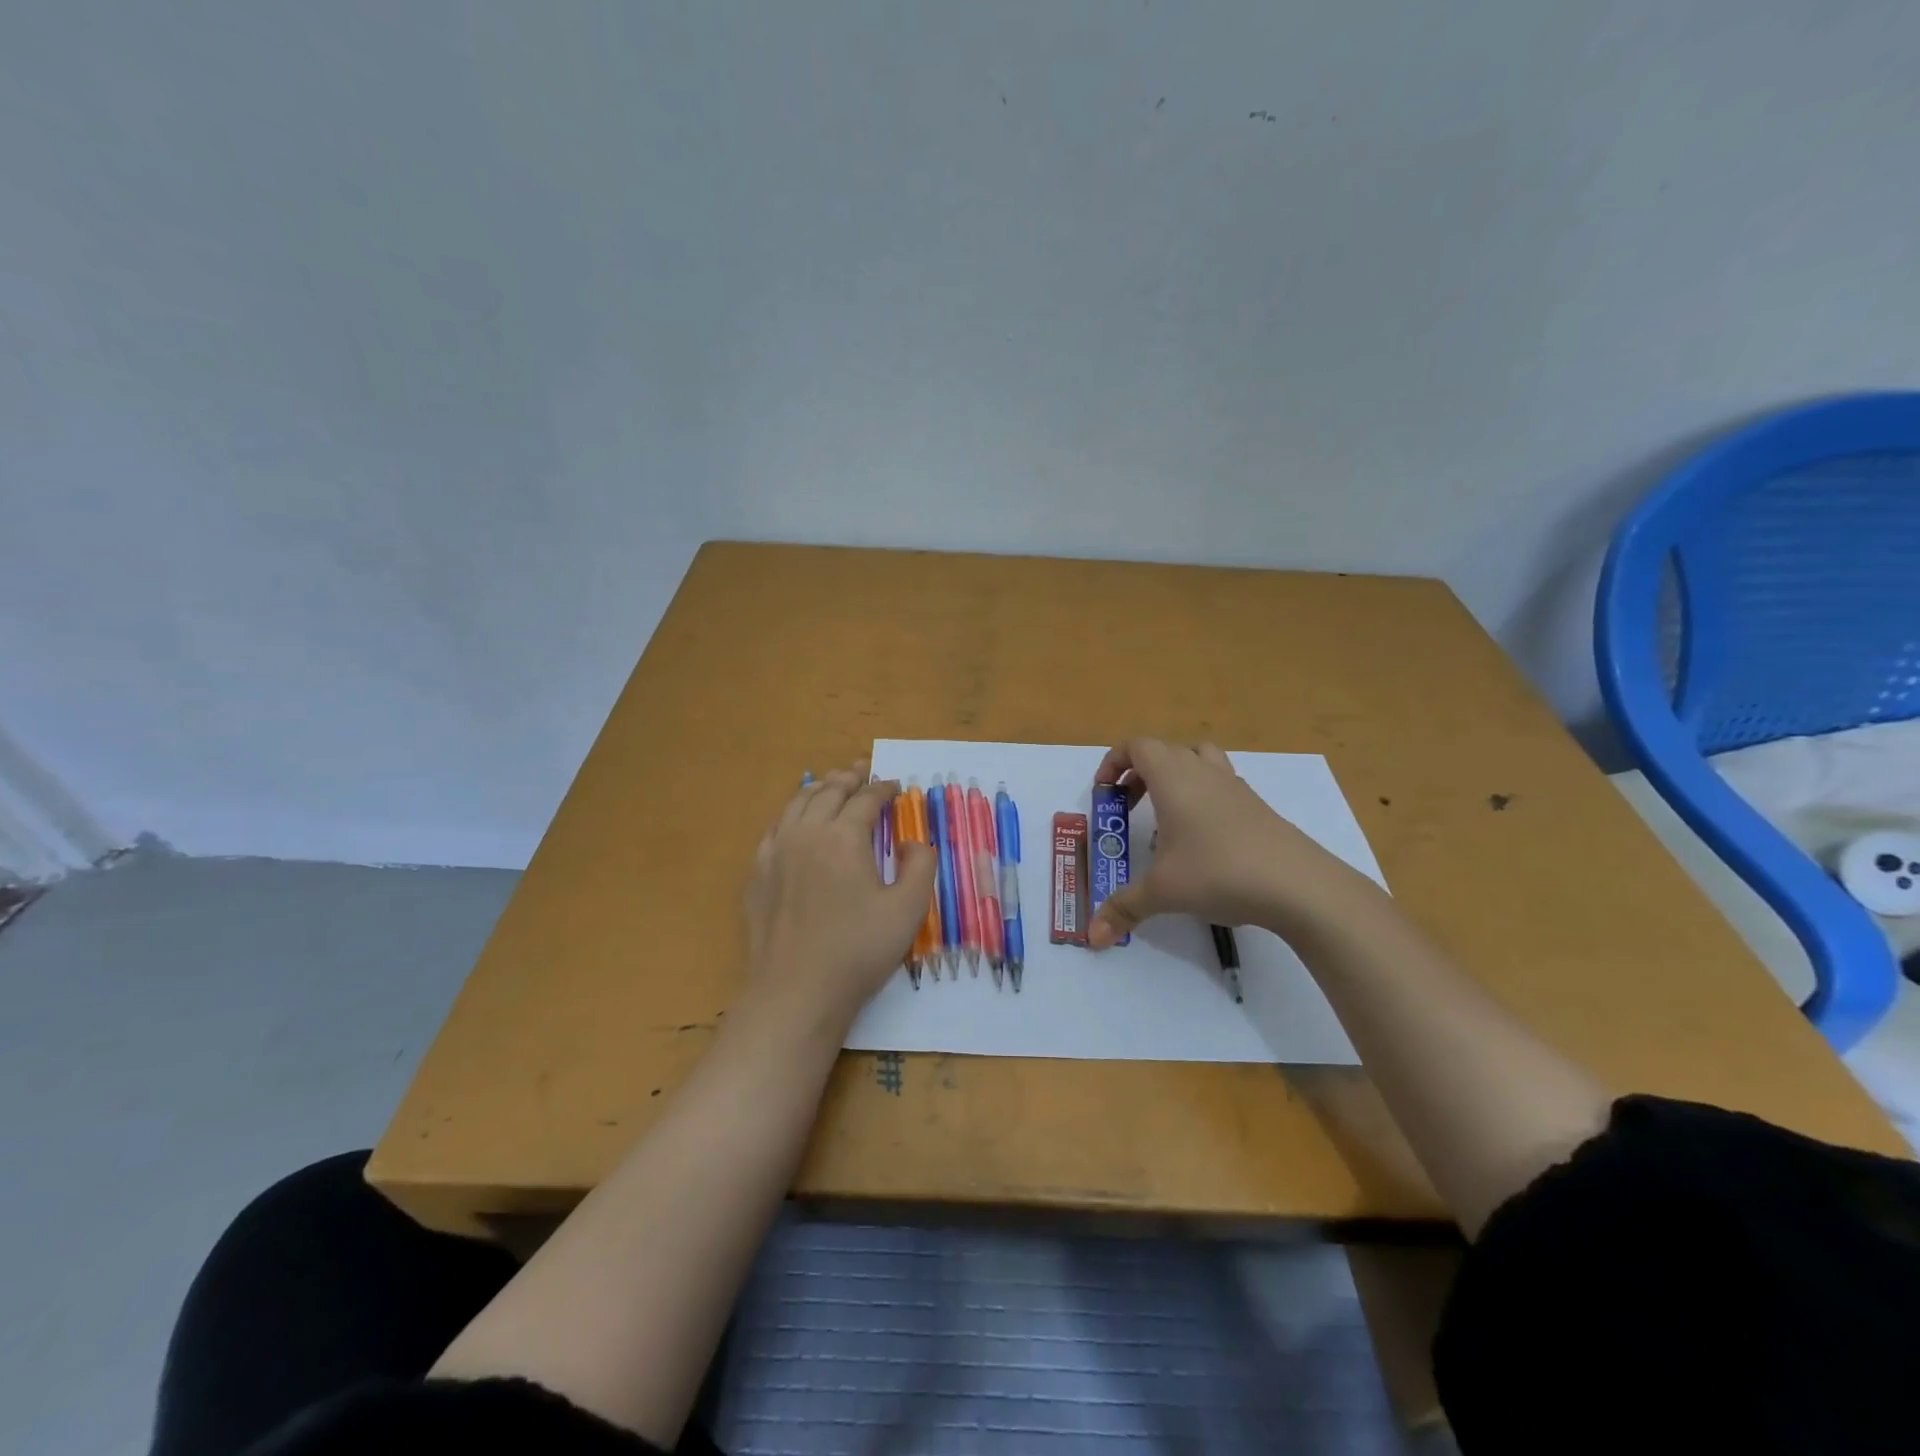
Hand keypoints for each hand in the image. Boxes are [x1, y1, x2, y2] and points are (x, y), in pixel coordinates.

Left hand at [743, 762, 937, 1027]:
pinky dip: (792, 813)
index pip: (865, 799)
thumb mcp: (909, 909)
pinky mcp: (757, 874)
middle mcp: (806, 833)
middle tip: (862, 771)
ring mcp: (775, 852)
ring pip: (797, 804)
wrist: (796, 991)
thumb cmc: (858, 950)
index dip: (883, 789)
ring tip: (831, 784)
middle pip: (828, 792)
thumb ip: (921, 865)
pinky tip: (796, 821)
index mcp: (843, 836)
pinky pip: (775, 828)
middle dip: (849, 778)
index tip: (895, 785)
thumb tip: (912, 841)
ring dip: (819, 789)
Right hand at [1087, 738, 1361, 947]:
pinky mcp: (1258, 808)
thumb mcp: (1162, 892)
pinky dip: (1203, 799)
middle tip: (1128, 808)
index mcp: (1174, 778)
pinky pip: (1221, 786)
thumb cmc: (1218, 873)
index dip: (1114, 762)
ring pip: (1199, 760)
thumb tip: (1092, 937)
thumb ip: (1123, 908)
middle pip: (1166, 751)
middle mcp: (1203, 773)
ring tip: (1166, 817)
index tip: (1104, 793)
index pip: (1137, 746)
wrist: (1298, 885)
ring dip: (1175, 778)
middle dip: (1140, 774)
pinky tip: (1201, 841)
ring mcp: (1235, 787)